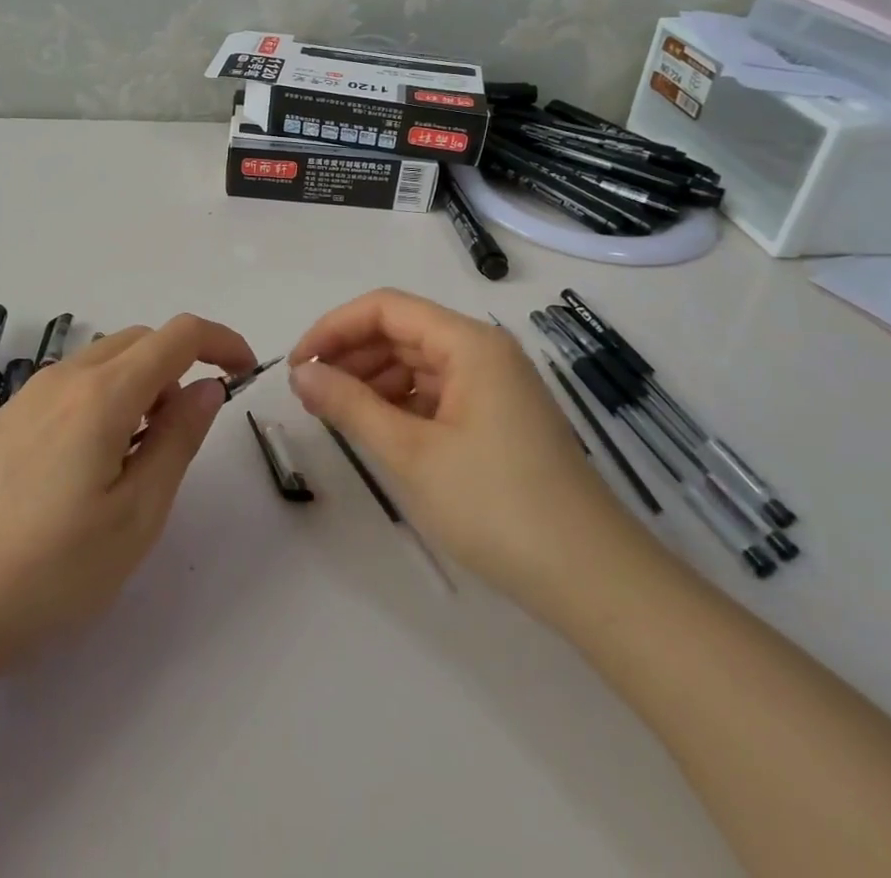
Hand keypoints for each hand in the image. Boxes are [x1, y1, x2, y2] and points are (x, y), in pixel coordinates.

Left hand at [0, 314, 254, 673]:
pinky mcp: (7, 417)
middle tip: (189, 429)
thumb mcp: (135, 515)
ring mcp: (29, 395)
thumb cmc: (48, 570)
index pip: (177, 335)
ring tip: (141, 455)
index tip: (243, 373)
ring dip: (142, 383)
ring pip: (105, 360)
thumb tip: (208, 388)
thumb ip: (178, 440)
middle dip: (180, 366)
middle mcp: (64, 377)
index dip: (220, 341)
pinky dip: (107, 397)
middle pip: (140, 341)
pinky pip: (74, 384)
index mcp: (102, 394)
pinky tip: (93, 462)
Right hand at [289, 289, 650, 617]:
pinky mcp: (499, 418)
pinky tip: (378, 430)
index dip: (334, 328)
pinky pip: (437, 392)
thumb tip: (301, 372)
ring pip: (417, 363)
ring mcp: (495, 385)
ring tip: (336, 414)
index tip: (297, 364)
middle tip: (309, 394)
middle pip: (401, 332)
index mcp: (469, 343)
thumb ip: (349, 404)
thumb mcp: (410, 453)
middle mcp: (484, 351)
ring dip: (372, 380)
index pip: (385, 308)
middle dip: (350, 355)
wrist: (593, 581)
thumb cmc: (496, 507)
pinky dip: (401, 404)